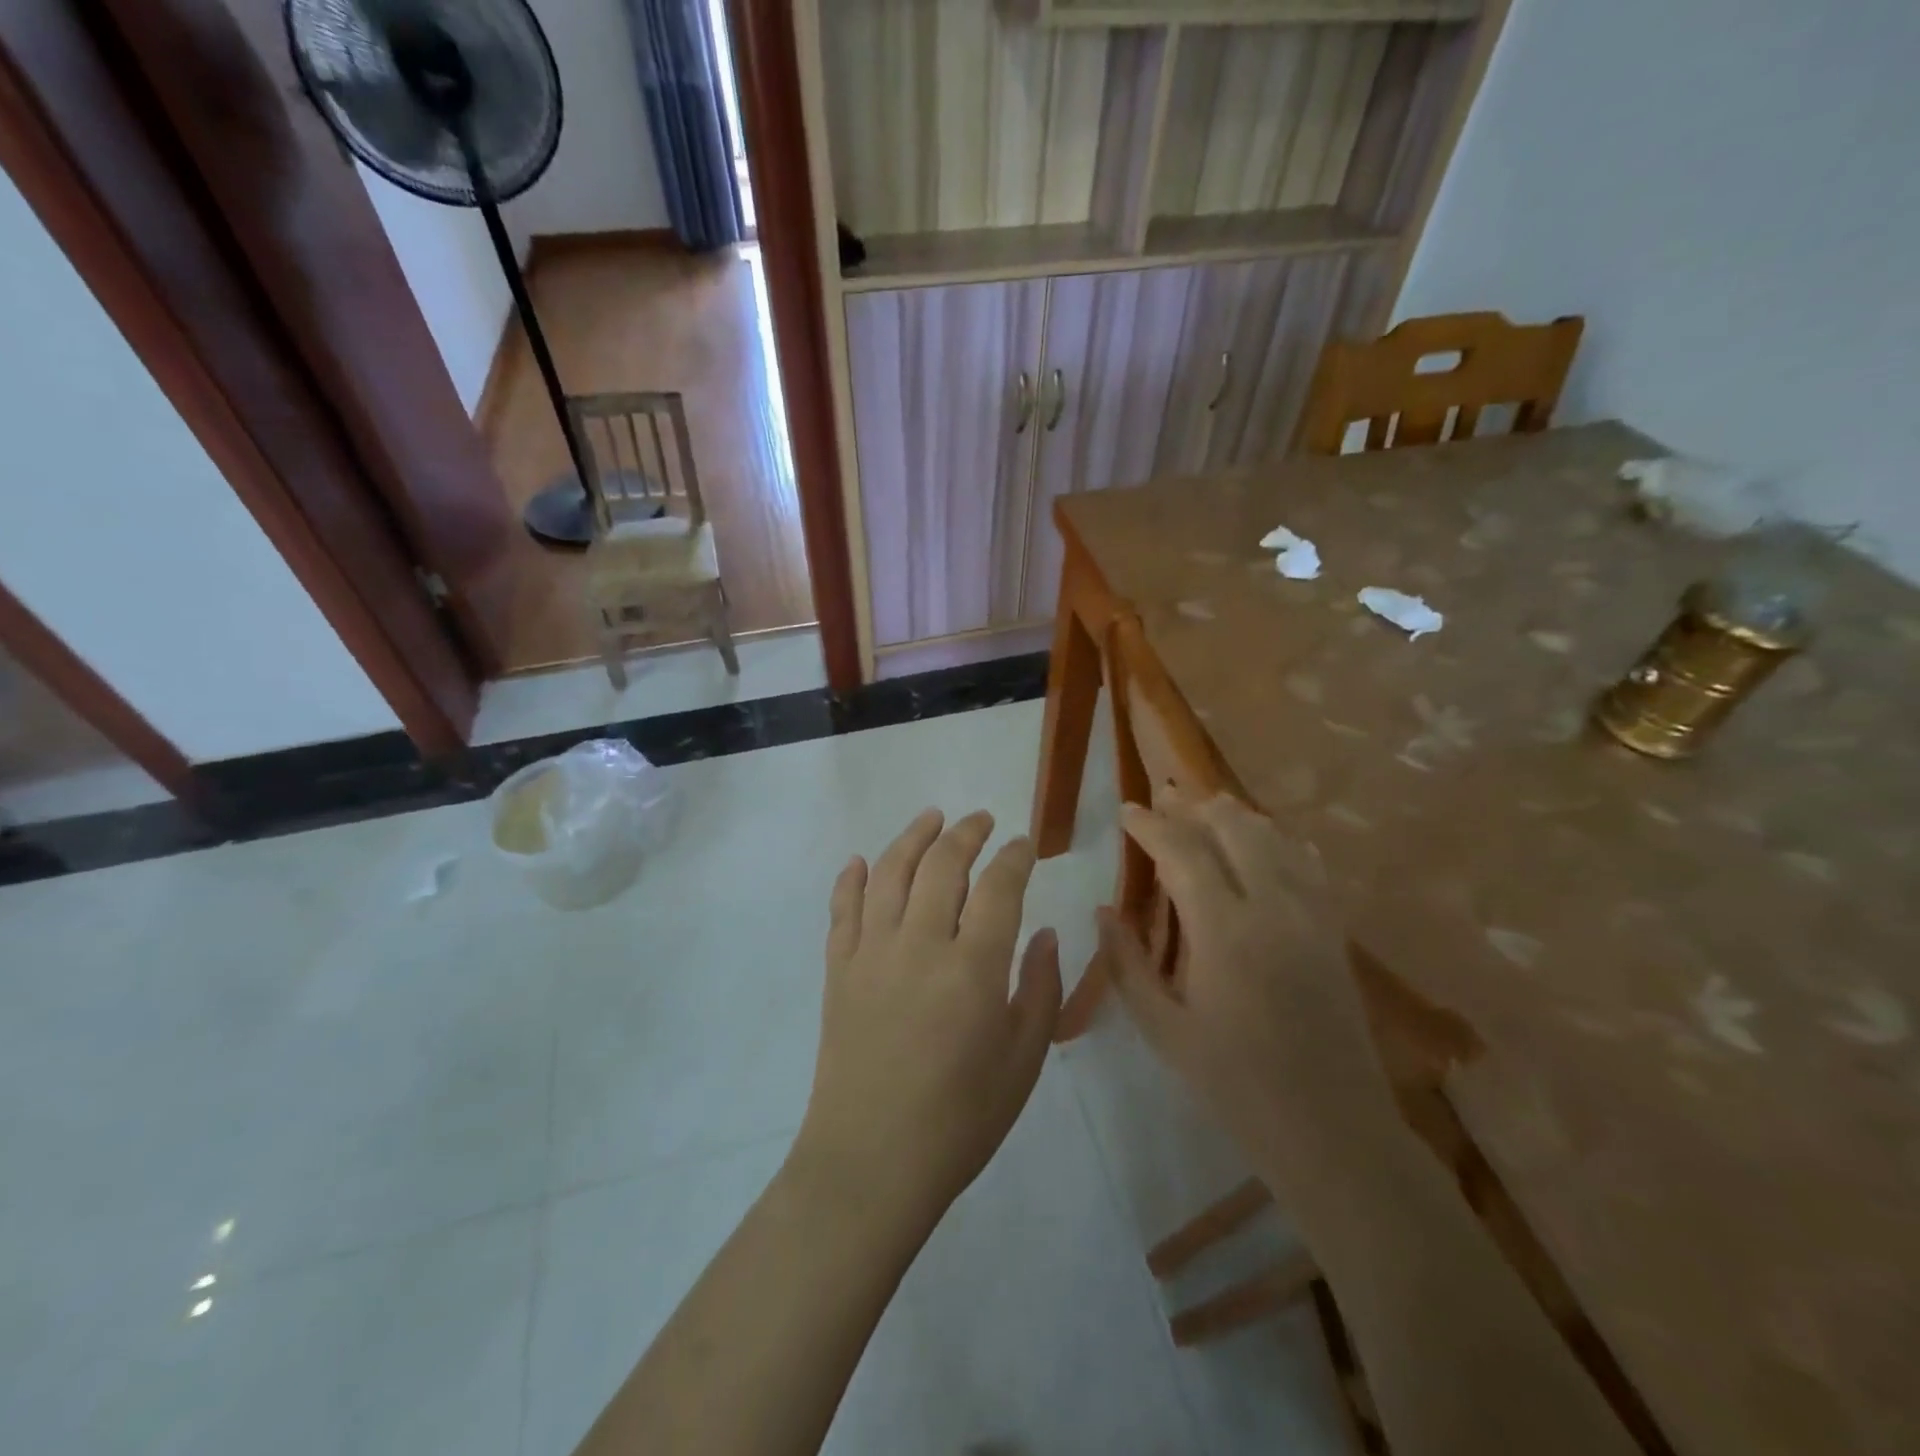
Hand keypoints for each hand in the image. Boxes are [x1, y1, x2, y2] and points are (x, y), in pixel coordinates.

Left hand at [792, 809, 1060, 1231]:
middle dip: (966, 833)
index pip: (998, 887)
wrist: (870, 1164)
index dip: (1014, 857)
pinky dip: (852, 879)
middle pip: (943, 865)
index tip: (1023, 845)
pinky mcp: (838, 970)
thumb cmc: (960, 1121)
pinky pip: (842, 909)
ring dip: (912, 837)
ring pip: (890, 872)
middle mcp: (920, 944)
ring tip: (931, 817)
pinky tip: (861, 862)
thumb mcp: (1022, 1061)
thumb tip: (1046, 933)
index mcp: (973, 968)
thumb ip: (1041, 989)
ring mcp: (871, 953)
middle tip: (981, 820)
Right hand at [1098, 790, 1395, 1200]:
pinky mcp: (1334, 929)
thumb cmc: (1234, 1082)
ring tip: (1206, 806)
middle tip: (1164, 796)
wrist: (1330, 1126)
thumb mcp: (1164, 1029)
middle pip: (1232, 828)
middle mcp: (1271, 906)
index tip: (1126, 809)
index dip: (1150, 824)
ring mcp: (1311, 914)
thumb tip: (1103, 911)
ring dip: (1235, 815)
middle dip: (1193, 805)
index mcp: (1223, 930)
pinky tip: (1269, 838)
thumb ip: (1128, 964)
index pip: (1182, 851)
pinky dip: (1282, 840)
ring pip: (1273, 837)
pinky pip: (1309, 863)